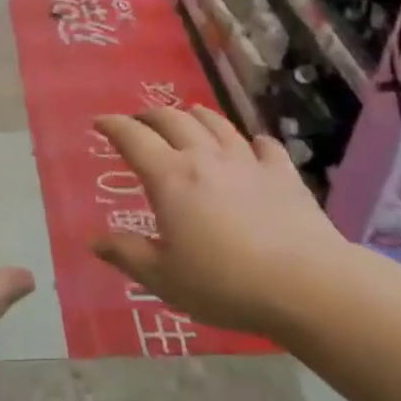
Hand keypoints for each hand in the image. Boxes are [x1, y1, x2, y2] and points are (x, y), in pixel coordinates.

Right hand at [91, 106, 344, 336]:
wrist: (306, 285)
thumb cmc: (224, 283)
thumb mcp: (164, 279)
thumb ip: (127, 255)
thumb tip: (94, 242)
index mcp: (170, 178)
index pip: (133, 138)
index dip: (113, 125)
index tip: (100, 122)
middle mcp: (205, 157)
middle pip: (173, 119)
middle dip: (150, 115)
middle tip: (139, 122)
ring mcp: (247, 161)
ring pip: (216, 123)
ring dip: (195, 115)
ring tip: (188, 117)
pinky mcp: (283, 173)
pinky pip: (263, 144)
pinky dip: (250, 141)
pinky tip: (251, 147)